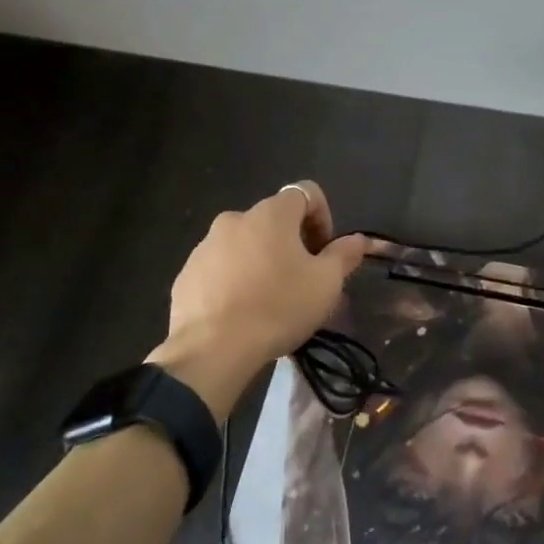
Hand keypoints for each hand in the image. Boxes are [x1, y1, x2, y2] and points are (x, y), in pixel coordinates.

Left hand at [148, 181, 368, 419]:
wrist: (211, 350)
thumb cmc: (277, 307)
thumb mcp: (326, 284)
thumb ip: (344, 255)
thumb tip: (357, 239)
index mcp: (271, 214)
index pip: (306, 193)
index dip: (323, 217)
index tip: (325, 253)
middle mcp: (235, 219)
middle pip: (274, 220)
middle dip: (292, 243)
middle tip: (302, 280)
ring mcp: (205, 246)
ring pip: (245, 244)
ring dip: (262, 261)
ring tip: (269, 300)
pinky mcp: (186, 274)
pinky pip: (220, 268)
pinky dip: (234, 280)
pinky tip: (241, 313)